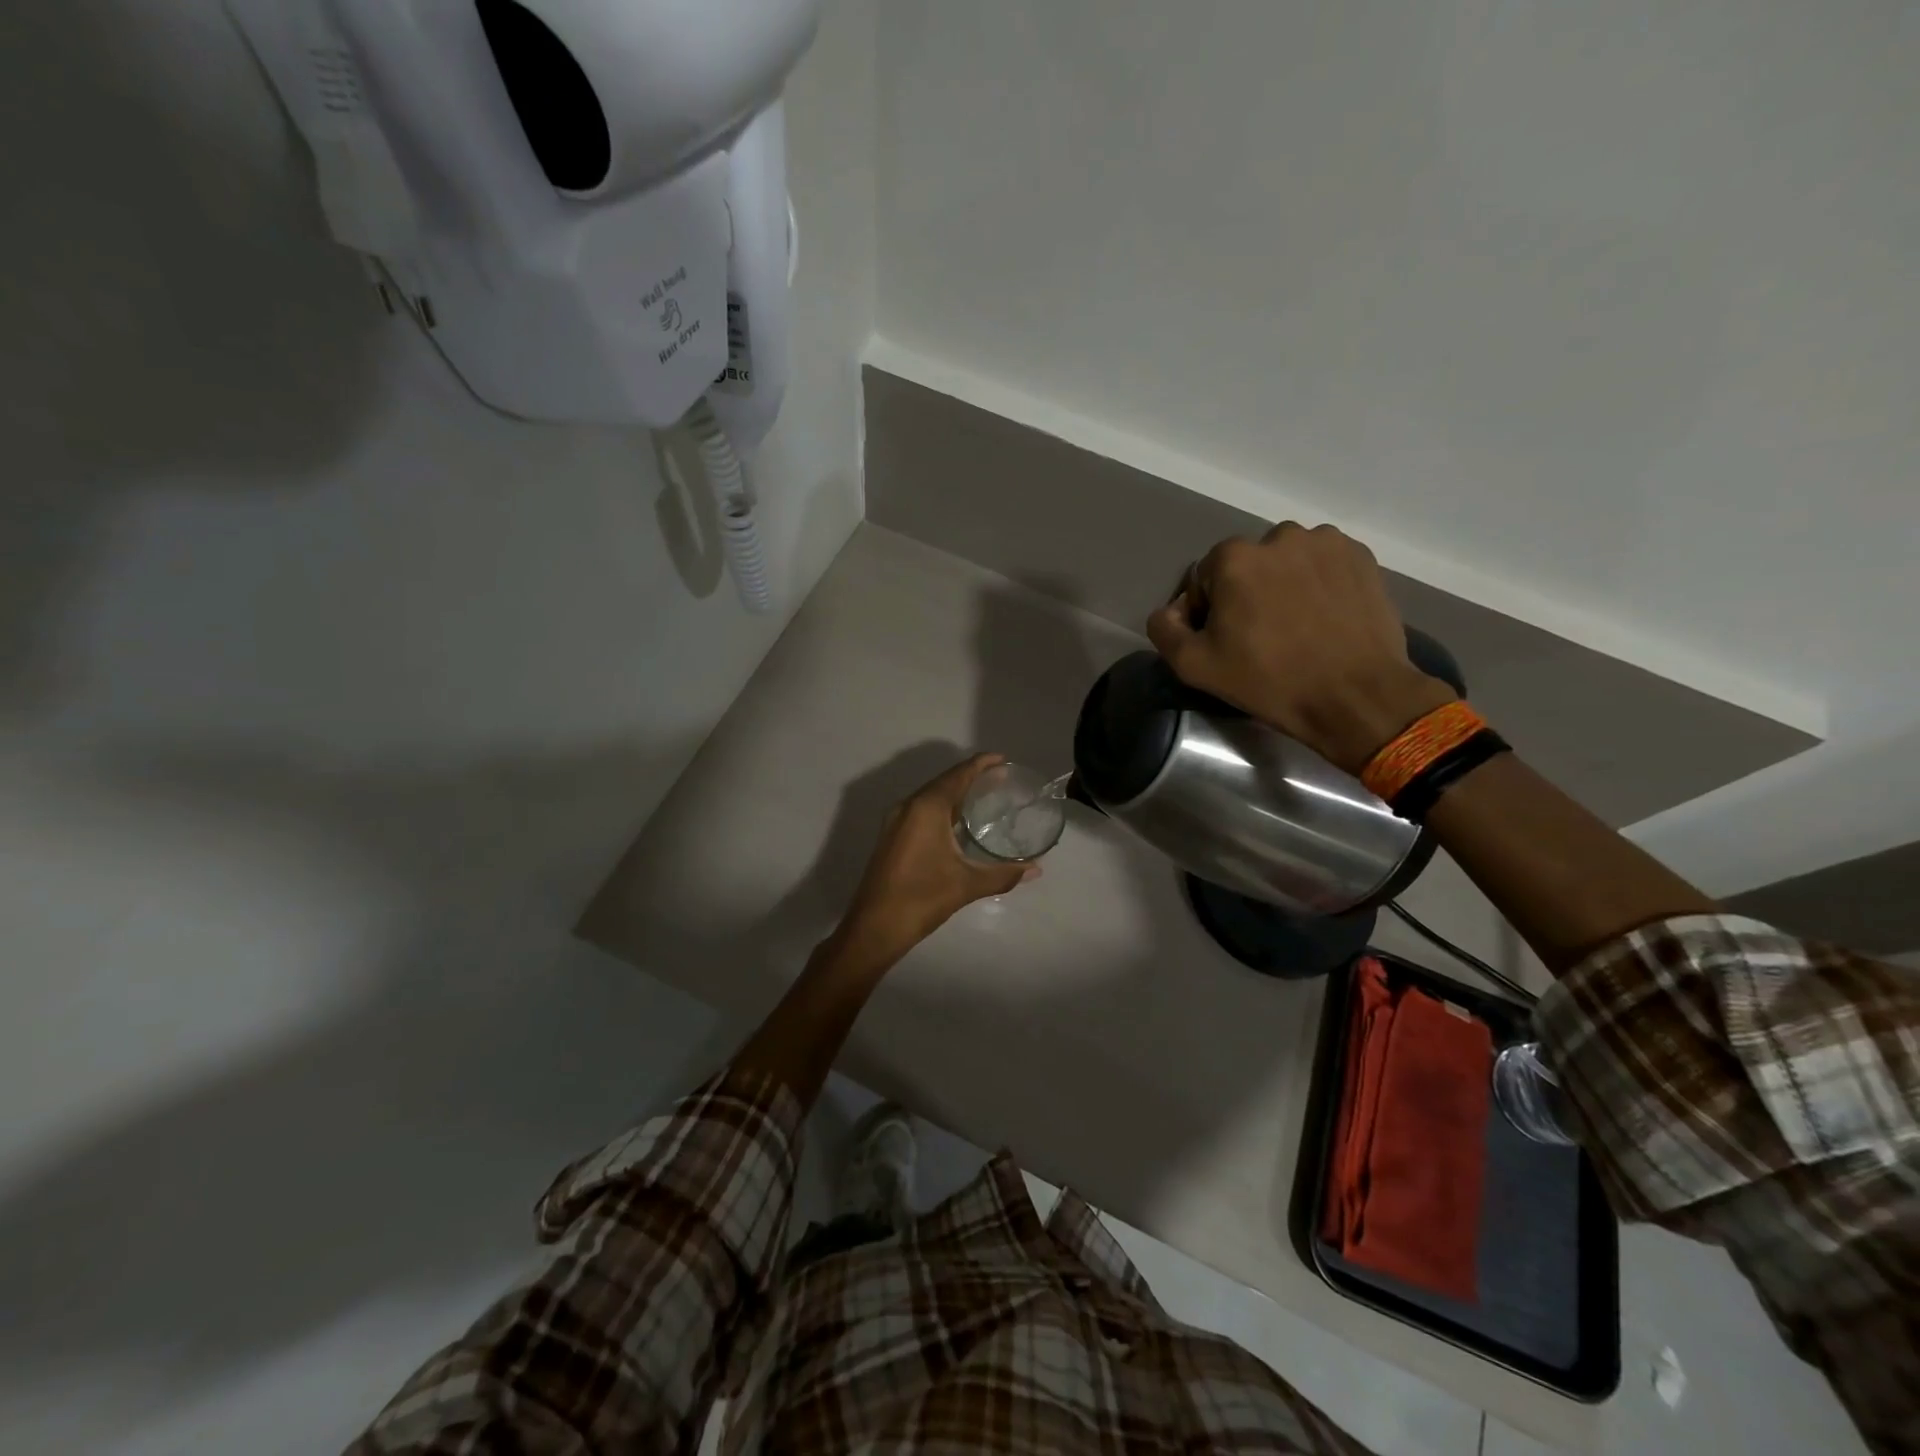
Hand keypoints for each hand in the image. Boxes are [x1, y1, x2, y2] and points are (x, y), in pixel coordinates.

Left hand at [835, 754, 1037, 963]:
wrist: (874, 927)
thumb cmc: (921, 898)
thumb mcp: (966, 885)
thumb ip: (1003, 874)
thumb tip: (1035, 870)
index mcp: (926, 808)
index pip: (958, 775)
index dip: (981, 764)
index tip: (1003, 760)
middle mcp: (908, 806)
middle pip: (944, 782)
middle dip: (971, 777)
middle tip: (1001, 779)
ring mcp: (896, 821)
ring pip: (930, 796)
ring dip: (955, 793)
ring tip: (984, 796)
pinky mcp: (892, 836)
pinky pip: (921, 810)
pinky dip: (942, 808)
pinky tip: (958, 823)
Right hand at [1146, 523, 1456, 774]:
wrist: (1355, 696)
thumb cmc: (1269, 681)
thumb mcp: (1194, 666)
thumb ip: (1164, 629)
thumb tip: (1172, 610)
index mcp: (1233, 557)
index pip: (1204, 578)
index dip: (1208, 611)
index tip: (1225, 641)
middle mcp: (1279, 536)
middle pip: (1247, 566)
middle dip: (1247, 593)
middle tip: (1261, 637)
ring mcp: (1326, 543)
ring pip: (1287, 562)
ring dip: (1283, 585)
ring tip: (1296, 626)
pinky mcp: (1361, 557)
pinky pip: (1323, 565)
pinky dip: (1318, 584)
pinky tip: (1324, 619)